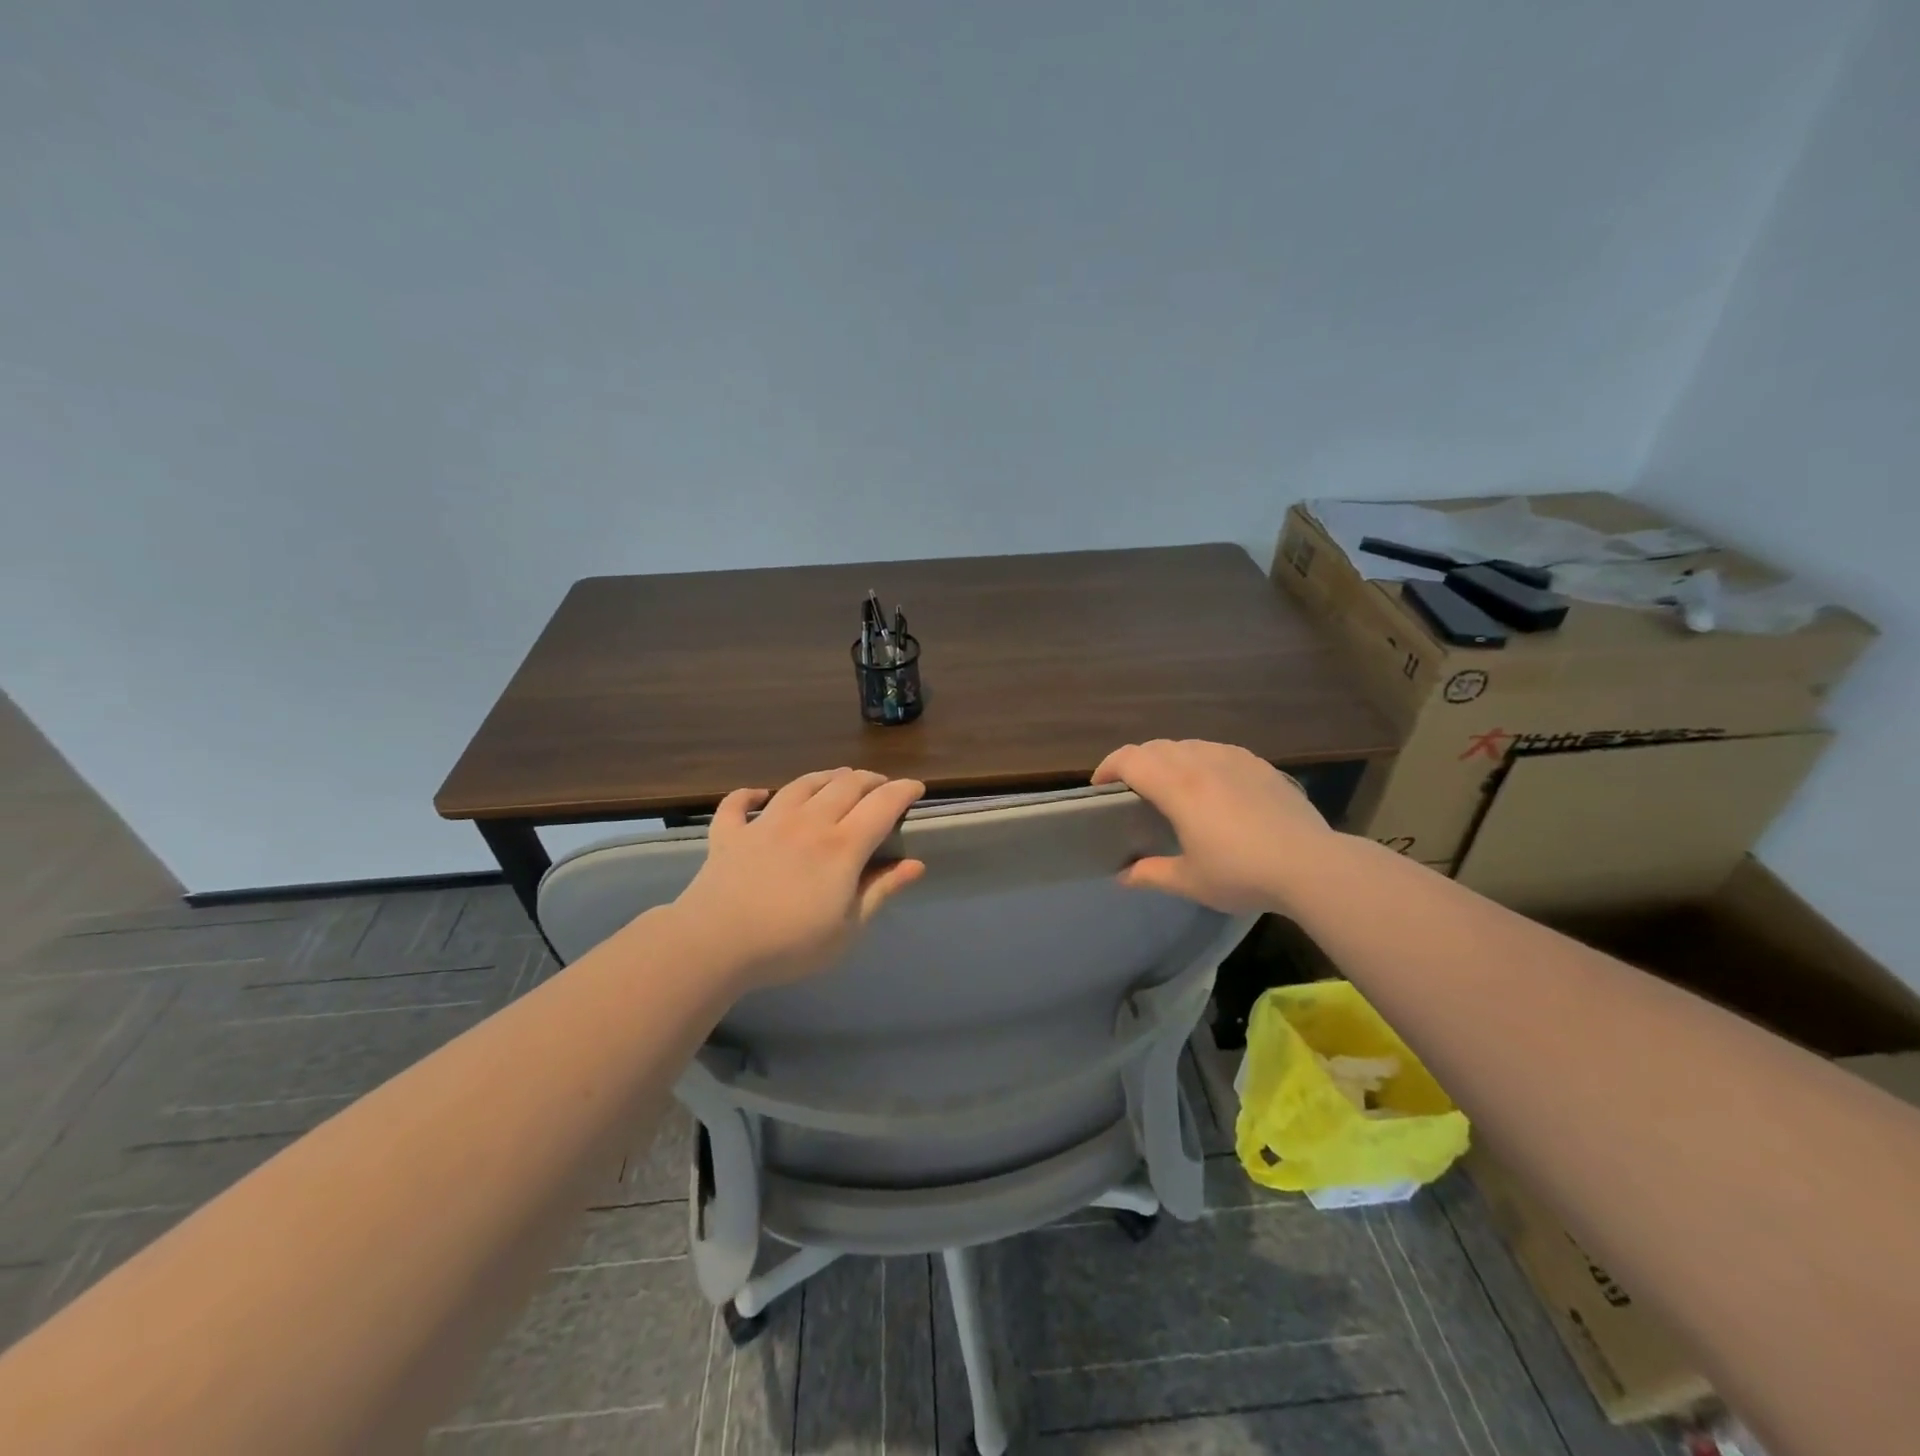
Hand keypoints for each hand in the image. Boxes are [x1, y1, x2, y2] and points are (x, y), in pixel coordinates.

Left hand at [671, 768, 926, 988]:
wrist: (715, 944)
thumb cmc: (790, 944)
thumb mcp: (848, 929)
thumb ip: (880, 891)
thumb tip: (915, 864)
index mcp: (842, 846)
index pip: (882, 805)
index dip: (903, 791)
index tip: (916, 788)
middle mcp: (808, 822)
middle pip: (845, 785)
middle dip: (869, 779)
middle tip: (880, 787)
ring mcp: (766, 823)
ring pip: (801, 784)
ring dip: (824, 778)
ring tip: (836, 780)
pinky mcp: (730, 833)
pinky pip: (738, 804)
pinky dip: (749, 795)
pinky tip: (758, 795)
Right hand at [1092, 739, 1333, 913]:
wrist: (1311, 865)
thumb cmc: (1242, 873)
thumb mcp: (1190, 881)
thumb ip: (1151, 874)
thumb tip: (1123, 876)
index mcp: (1178, 787)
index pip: (1130, 759)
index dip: (1107, 767)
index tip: (1099, 787)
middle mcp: (1202, 763)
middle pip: (1156, 747)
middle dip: (1135, 762)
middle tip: (1129, 788)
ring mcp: (1234, 760)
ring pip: (1188, 745)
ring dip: (1168, 758)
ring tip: (1169, 784)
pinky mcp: (1260, 765)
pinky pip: (1218, 751)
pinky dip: (1200, 760)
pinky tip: (1211, 784)